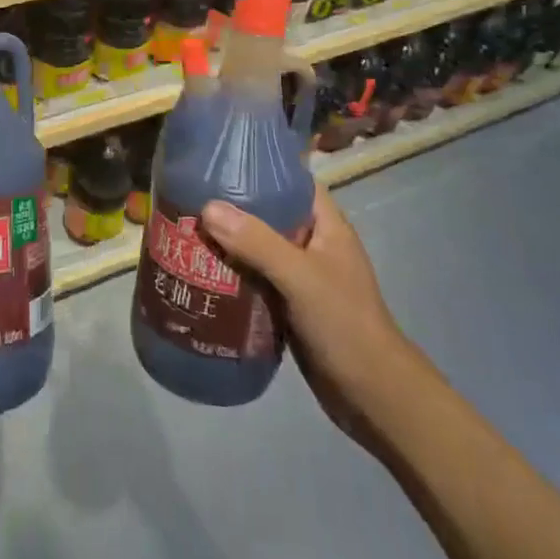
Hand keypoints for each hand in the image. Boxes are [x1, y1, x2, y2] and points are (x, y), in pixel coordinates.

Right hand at [202, 182, 406, 454]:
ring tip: (186, 230)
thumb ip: (257, 242)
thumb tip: (208, 207)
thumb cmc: (344, 324)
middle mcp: (313, 244)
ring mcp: (301, 276)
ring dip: (228, 243)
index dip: (260, 167)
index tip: (218, 162)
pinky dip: (233, 274)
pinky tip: (201, 273)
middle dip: (233, 208)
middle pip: (269, 213)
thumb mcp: (300, 277)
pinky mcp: (289, 305)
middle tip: (190, 198)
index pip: (292, 180)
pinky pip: (255, 278)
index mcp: (326, 226)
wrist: (373, 397)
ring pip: (258, 248)